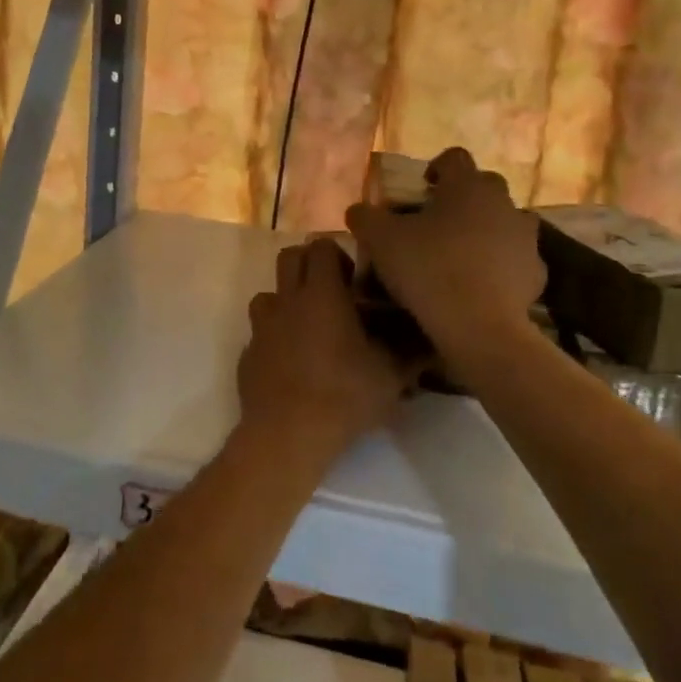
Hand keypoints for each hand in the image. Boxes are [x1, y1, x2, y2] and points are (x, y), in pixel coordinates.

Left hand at [238, 238, 420, 459]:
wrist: (287, 436)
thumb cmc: (342, 396)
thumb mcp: (390, 377)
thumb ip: (411, 354)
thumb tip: (432, 344)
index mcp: (321, 293)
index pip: (321, 245)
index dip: (338, 255)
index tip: (355, 282)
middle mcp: (287, 300)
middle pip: (290, 257)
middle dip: (309, 266)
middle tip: (333, 294)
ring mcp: (262, 326)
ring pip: (270, 293)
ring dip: (288, 301)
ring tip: (309, 327)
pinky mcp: (247, 353)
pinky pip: (261, 332)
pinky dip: (275, 337)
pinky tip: (293, 363)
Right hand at [345, 147, 545, 380]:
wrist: (478, 326)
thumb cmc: (428, 269)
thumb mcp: (380, 240)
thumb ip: (365, 217)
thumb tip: (358, 210)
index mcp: (467, 185)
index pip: (454, 157)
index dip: (435, 168)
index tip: (420, 188)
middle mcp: (503, 202)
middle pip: (484, 187)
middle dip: (463, 199)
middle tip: (437, 222)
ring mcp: (525, 238)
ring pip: (505, 222)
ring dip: (487, 230)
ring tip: (461, 254)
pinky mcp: (537, 273)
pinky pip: (516, 260)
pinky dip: (501, 266)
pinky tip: (481, 285)